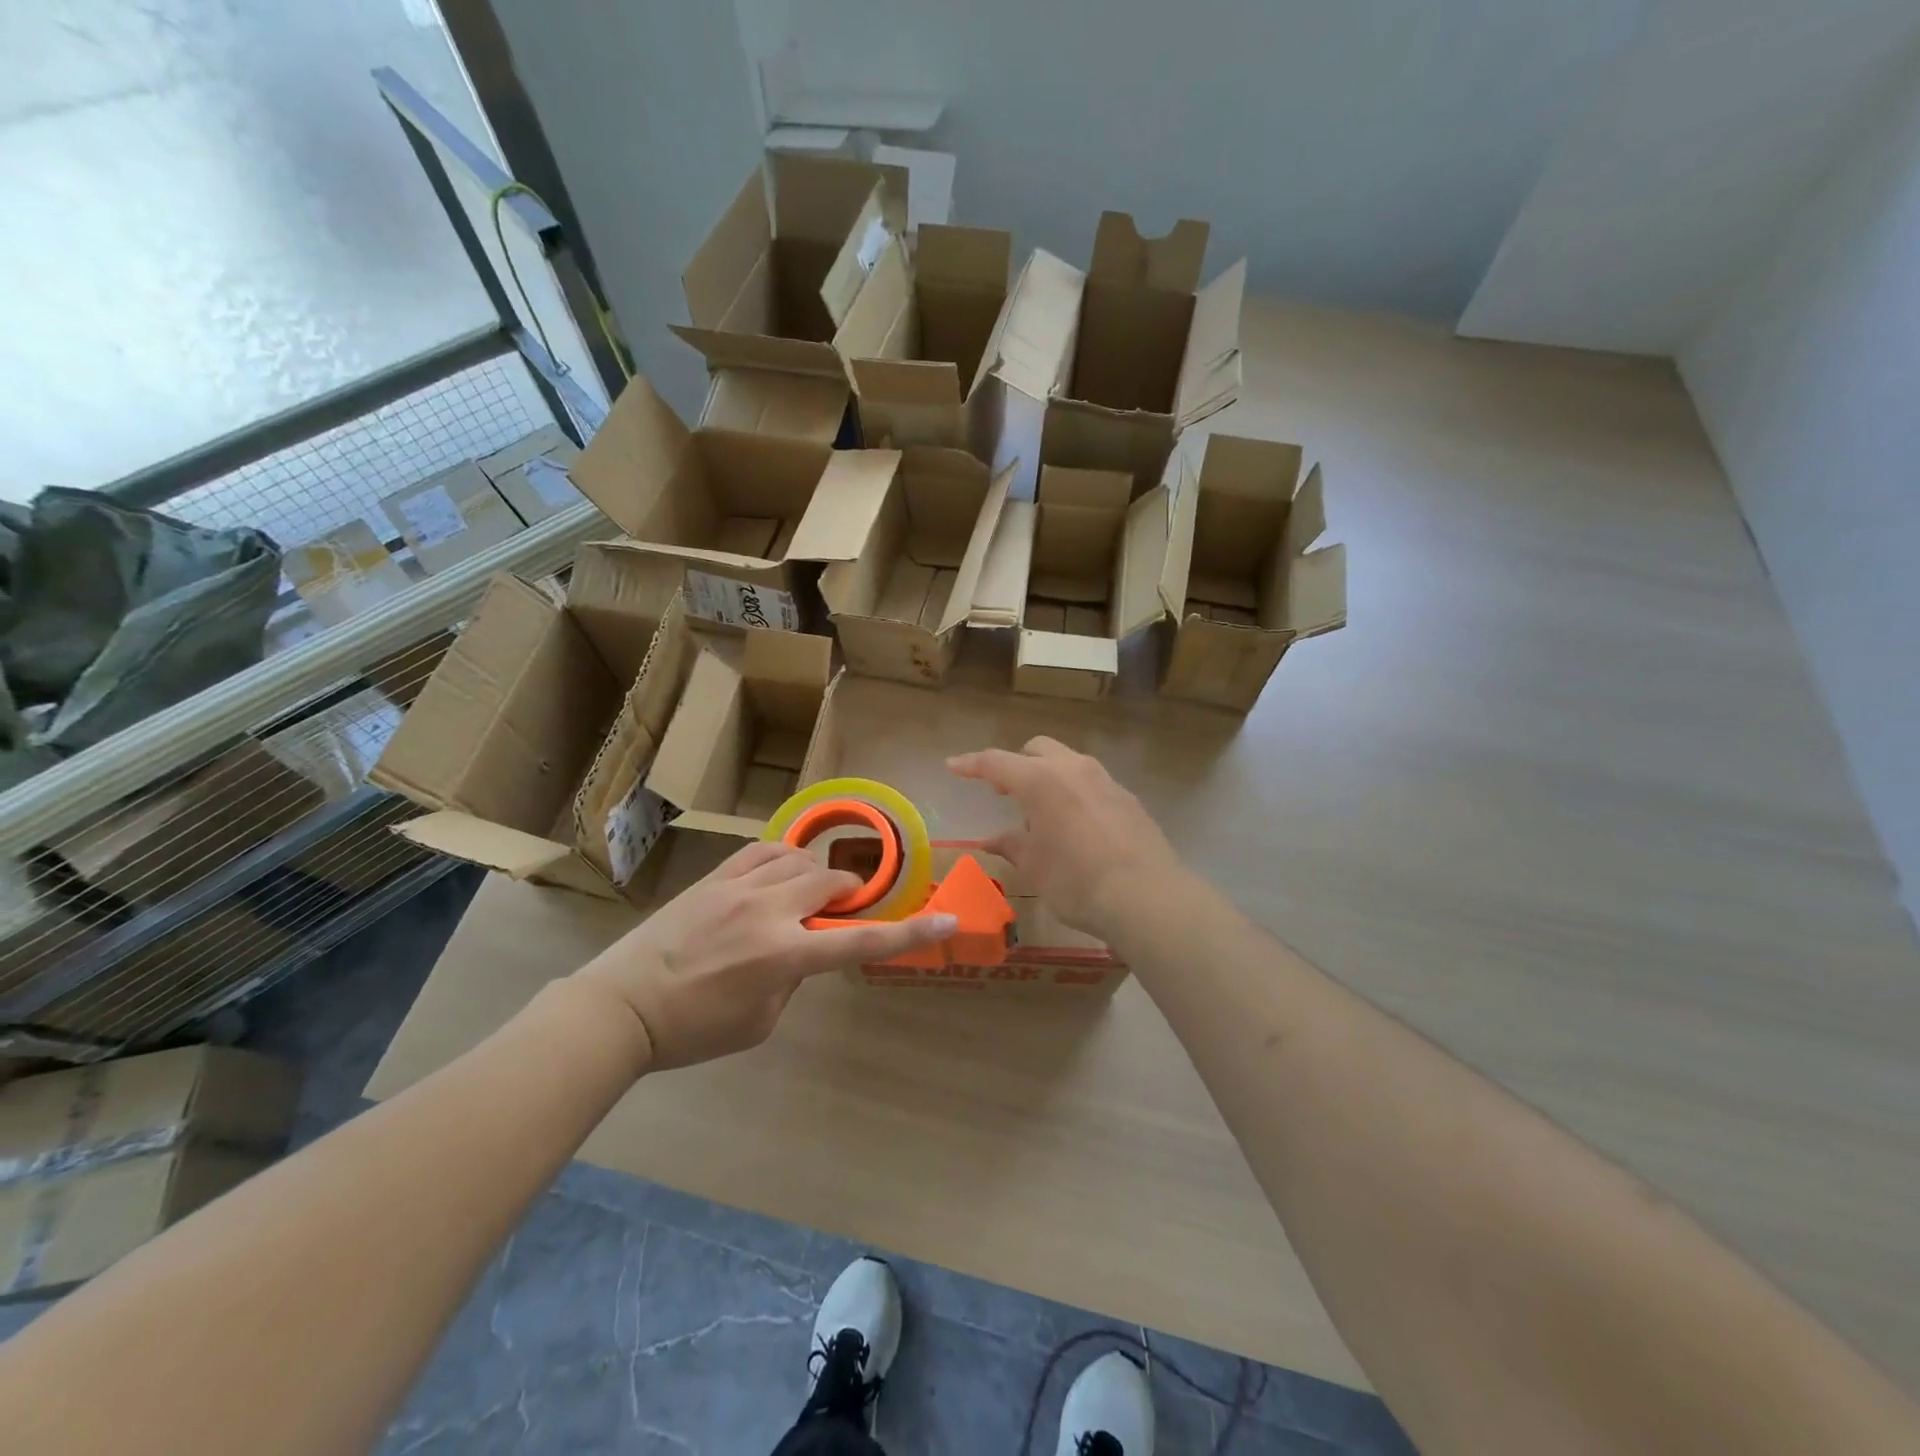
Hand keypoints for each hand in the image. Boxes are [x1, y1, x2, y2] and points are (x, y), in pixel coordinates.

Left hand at [575, 842, 957, 1070]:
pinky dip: (784, 858)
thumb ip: (793, 979)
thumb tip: (802, 947)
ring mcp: (739, 887)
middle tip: (837, 913)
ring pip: (801, 858)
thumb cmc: (693, 1029)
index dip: (909, 934)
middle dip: (847, 895)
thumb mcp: (760, 1022)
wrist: (622, 1006)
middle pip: (832, 883)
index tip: (945, 919)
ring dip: (816, 875)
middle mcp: (768, 911)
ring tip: (804, 895)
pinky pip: (765, 850)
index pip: (860, 942)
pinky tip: (780, 873)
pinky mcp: (715, 877)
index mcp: (784, 956)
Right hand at [948, 737, 1182, 935]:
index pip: (996, 762)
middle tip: (1004, 792)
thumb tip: (992, 840)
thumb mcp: (1035, 867)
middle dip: (1016, 765)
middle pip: (1037, 750)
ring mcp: (1105, 780)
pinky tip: (1076, 825)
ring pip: (1068, 762)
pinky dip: (1074, 793)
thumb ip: (1012, 845)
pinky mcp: (1127, 797)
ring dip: (1048, 777)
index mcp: (1041, 781)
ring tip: (1041, 814)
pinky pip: (1092, 783)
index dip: (971, 764)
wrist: (1146, 896)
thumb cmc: (1077, 881)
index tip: (953, 765)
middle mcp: (1073, 769)